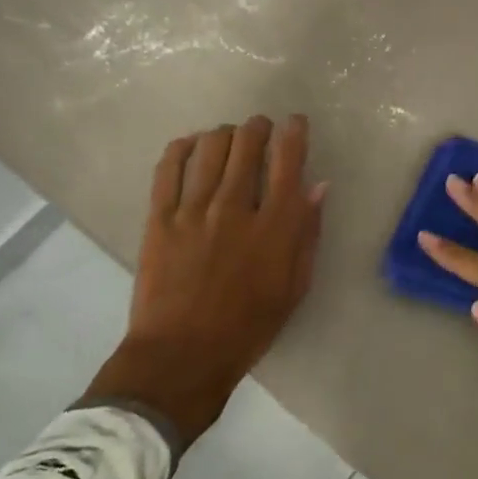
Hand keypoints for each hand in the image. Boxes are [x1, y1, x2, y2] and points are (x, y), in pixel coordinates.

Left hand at [81, 115, 326, 443]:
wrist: (182, 356)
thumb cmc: (248, 327)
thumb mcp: (294, 286)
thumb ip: (307, 233)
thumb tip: (318, 187)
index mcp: (274, 227)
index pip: (288, 160)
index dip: (294, 132)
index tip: (295, 122)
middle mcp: (235, 208)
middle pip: (247, 144)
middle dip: (258, 127)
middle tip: (260, 129)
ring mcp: (193, 210)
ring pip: (210, 147)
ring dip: (224, 133)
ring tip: (228, 137)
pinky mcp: (159, 218)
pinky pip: (168, 167)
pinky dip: (181, 147)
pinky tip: (190, 144)